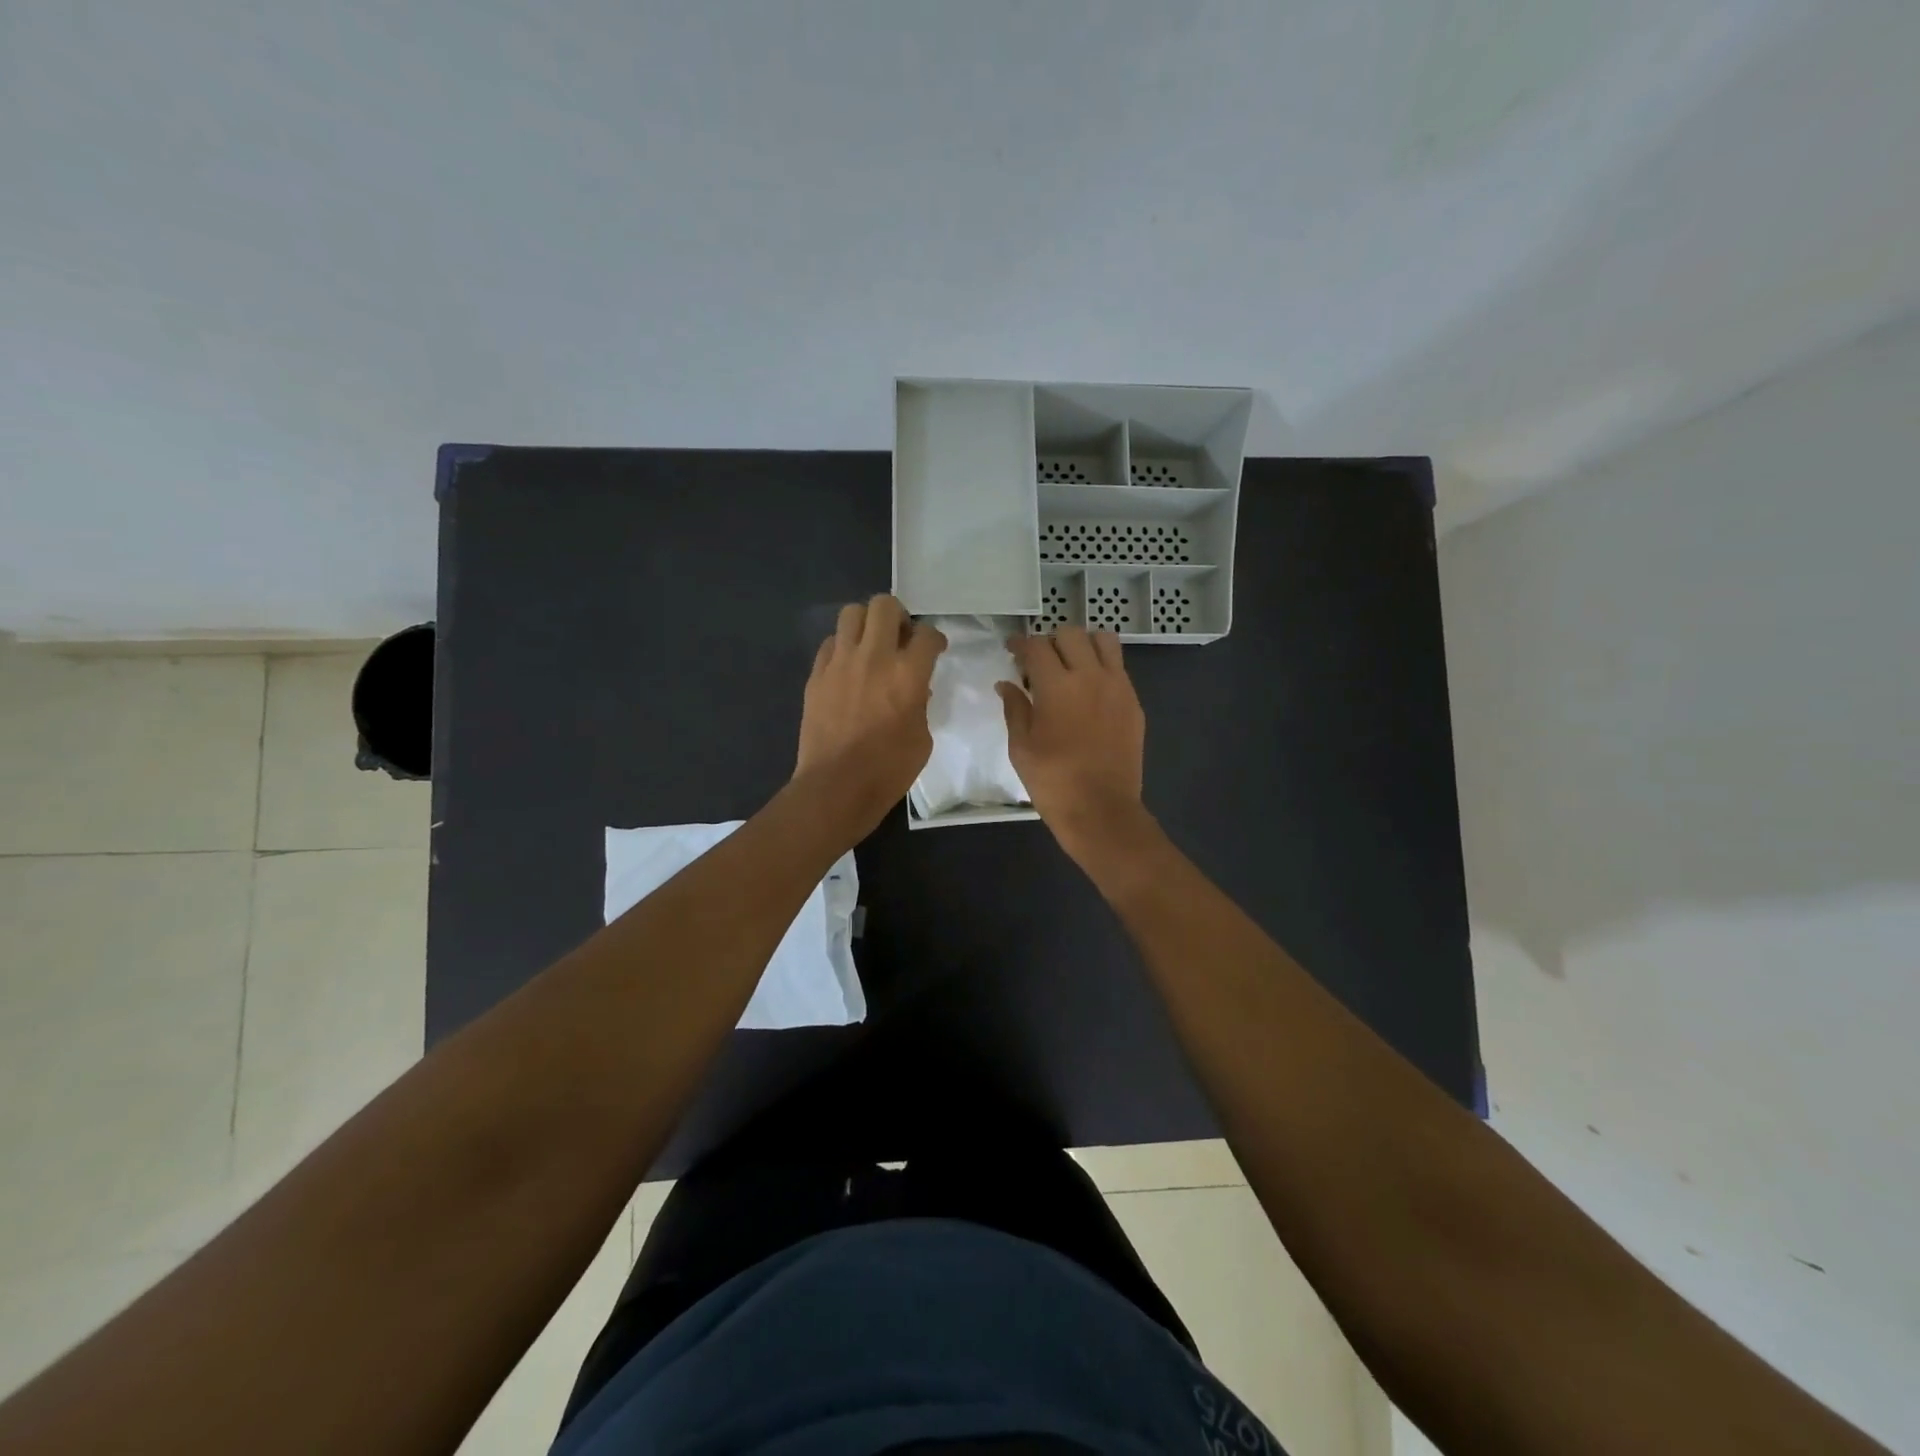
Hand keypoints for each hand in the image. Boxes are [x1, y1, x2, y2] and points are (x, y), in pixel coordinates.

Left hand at [794, 594, 945, 830]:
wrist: (836, 786)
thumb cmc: (889, 769)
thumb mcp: (922, 737)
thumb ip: (921, 703)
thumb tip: (915, 689)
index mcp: (908, 673)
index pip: (927, 634)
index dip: (935, 638)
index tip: (934, 649)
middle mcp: (874, 657)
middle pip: (884, 605)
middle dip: (898, 616)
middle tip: (900, 636)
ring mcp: (840, 663)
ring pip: (851, 613)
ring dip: (866, 623)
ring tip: (871, 645)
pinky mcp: (816, 675)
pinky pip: (830, 643)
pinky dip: (843, 647)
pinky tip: (848, 667)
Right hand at [997, 626, 1146, 854]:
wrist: (1101, 810)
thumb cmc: (1053, 781)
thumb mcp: (1021, 747)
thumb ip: (1014, 708)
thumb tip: (1007, 684)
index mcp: (1056, 685)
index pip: (1036, 646)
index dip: (1020, 643)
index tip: (1012, 650)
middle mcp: (1090, 676)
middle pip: (1070, 634)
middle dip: (1050, 642)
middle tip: (1040, 663)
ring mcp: (1117, 686)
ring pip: (1103, 640)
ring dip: (1083, 645)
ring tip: (1071, 665)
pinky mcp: (1133, 702)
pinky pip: (1119, 667)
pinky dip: (1102, 666)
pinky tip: (1090, 689)